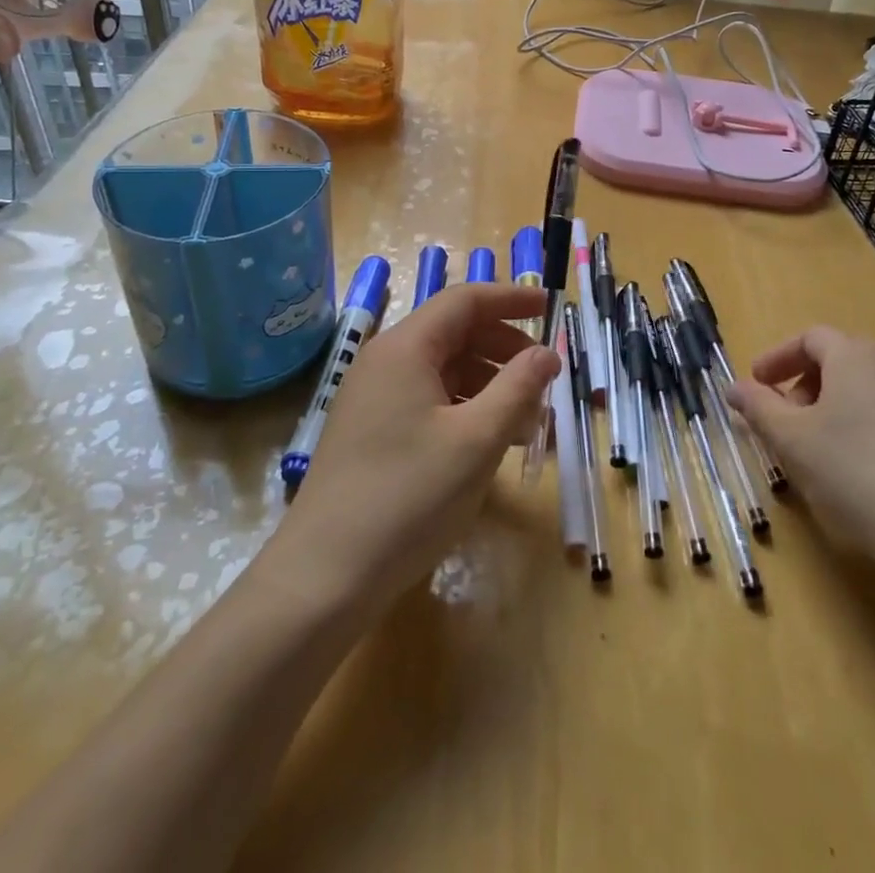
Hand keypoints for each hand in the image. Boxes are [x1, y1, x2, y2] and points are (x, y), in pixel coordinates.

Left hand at [271, 283, 559, 614]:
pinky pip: (426, 399)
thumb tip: (546, 353)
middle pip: (454, 332)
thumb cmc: (408, 498)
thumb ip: (518, 388)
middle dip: (504, 347)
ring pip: (442, 370)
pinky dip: (464, 408)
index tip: (551, 307)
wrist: (324, 576)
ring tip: (527, 421)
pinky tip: (489, 442)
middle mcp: (384, 361)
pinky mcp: (370, 430)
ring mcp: (373, 397)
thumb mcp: (477, 441)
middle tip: (544, 376)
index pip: (464, 301)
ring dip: (488, 384)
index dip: (511, 299)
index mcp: (405, 348)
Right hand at [727, 328, 874, 597]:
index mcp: (857, 358)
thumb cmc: (854, 473)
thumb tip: (733, 388)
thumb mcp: (791, 440)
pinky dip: (863, 431)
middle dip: (803, 386)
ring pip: (867, 393)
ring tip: (814, 451)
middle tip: (782, 422)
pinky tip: (855, 474)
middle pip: (841, 362)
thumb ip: (757, 408)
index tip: (755, 385)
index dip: (777, 358)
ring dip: (833, 411)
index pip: (811, 338)